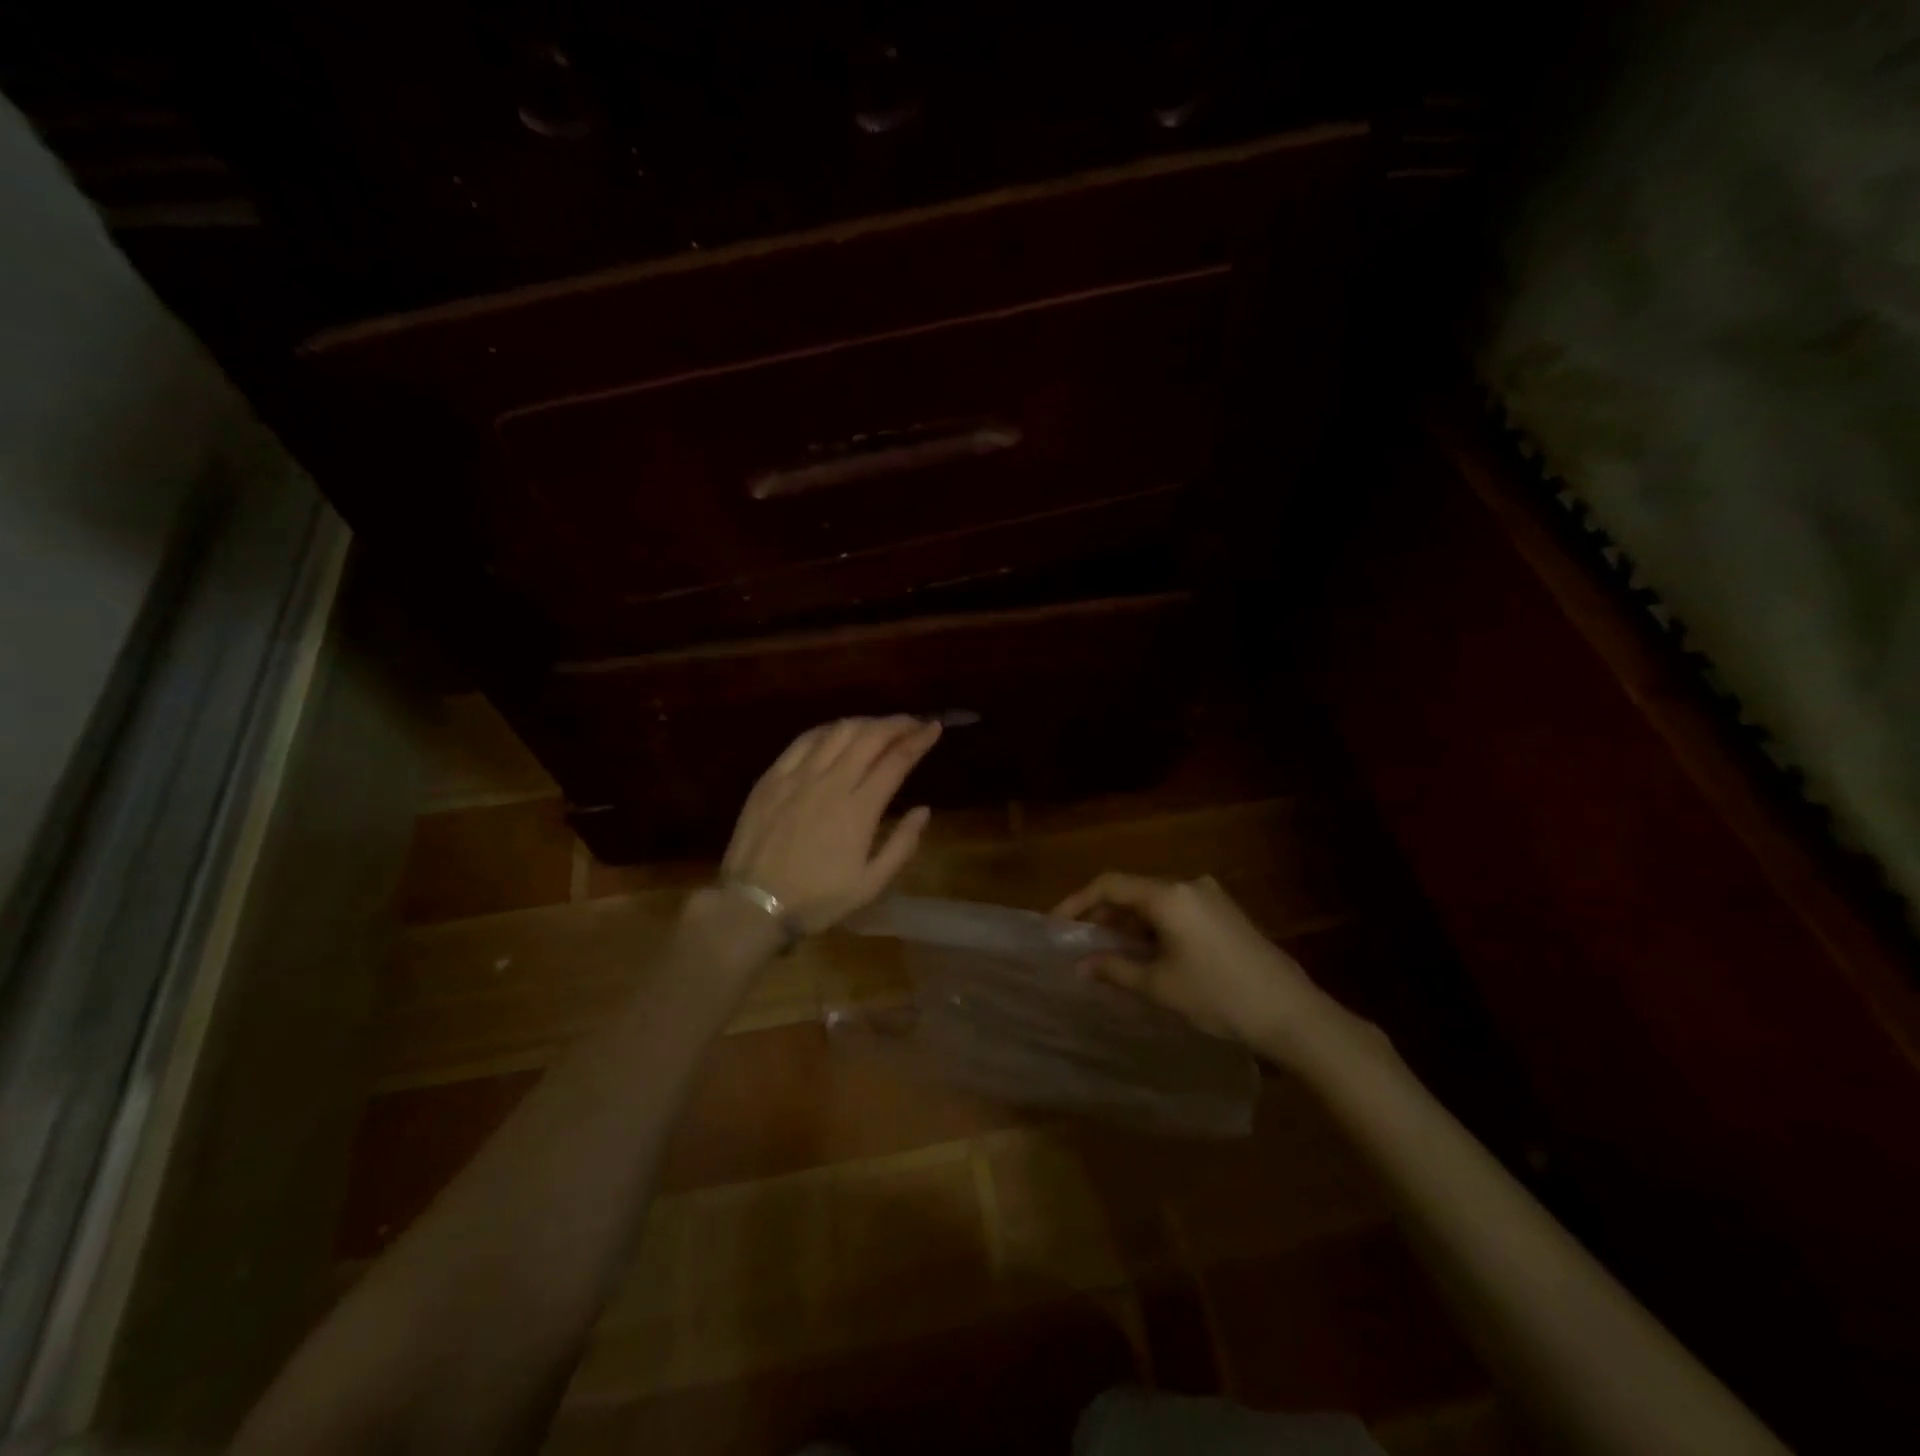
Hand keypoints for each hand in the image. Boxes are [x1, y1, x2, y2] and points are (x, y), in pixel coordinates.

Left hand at [722, 716, 942, 933]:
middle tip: (912, 722)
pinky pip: (804, 740)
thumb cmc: (817, 899)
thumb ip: (902, 845)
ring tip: (879, 726)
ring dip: (865, 723)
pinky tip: (837, 732)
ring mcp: (798, 776)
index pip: (896, 760)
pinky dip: (828, 730)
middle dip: (896, 723)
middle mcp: (831, 783)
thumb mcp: (870, 884)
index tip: (934, 727)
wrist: (753, 905)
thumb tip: (924, 810)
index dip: (919, 739)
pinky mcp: (773, 777)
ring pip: (838, 732)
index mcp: (859, 809)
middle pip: (869, 737)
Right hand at [1051, 873, 1336, 1055]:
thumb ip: (1115, 969)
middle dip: (1103, 913)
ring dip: (1129, 922)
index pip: (1110, 884)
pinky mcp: (1227, 913)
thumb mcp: (1160, 985)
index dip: (1077, 902)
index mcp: (1169, 895)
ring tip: (1110, 951)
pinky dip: (1154, 926)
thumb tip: (1080, 965)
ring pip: (1156, 902)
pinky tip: (1148, 953)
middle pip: (1133, 890)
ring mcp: (1212, 897)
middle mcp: (1189, 885)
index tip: (1056, 924)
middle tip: (1080, 942)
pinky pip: (1177, 910)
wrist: (1292, 1014)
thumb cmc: (1218, 996)